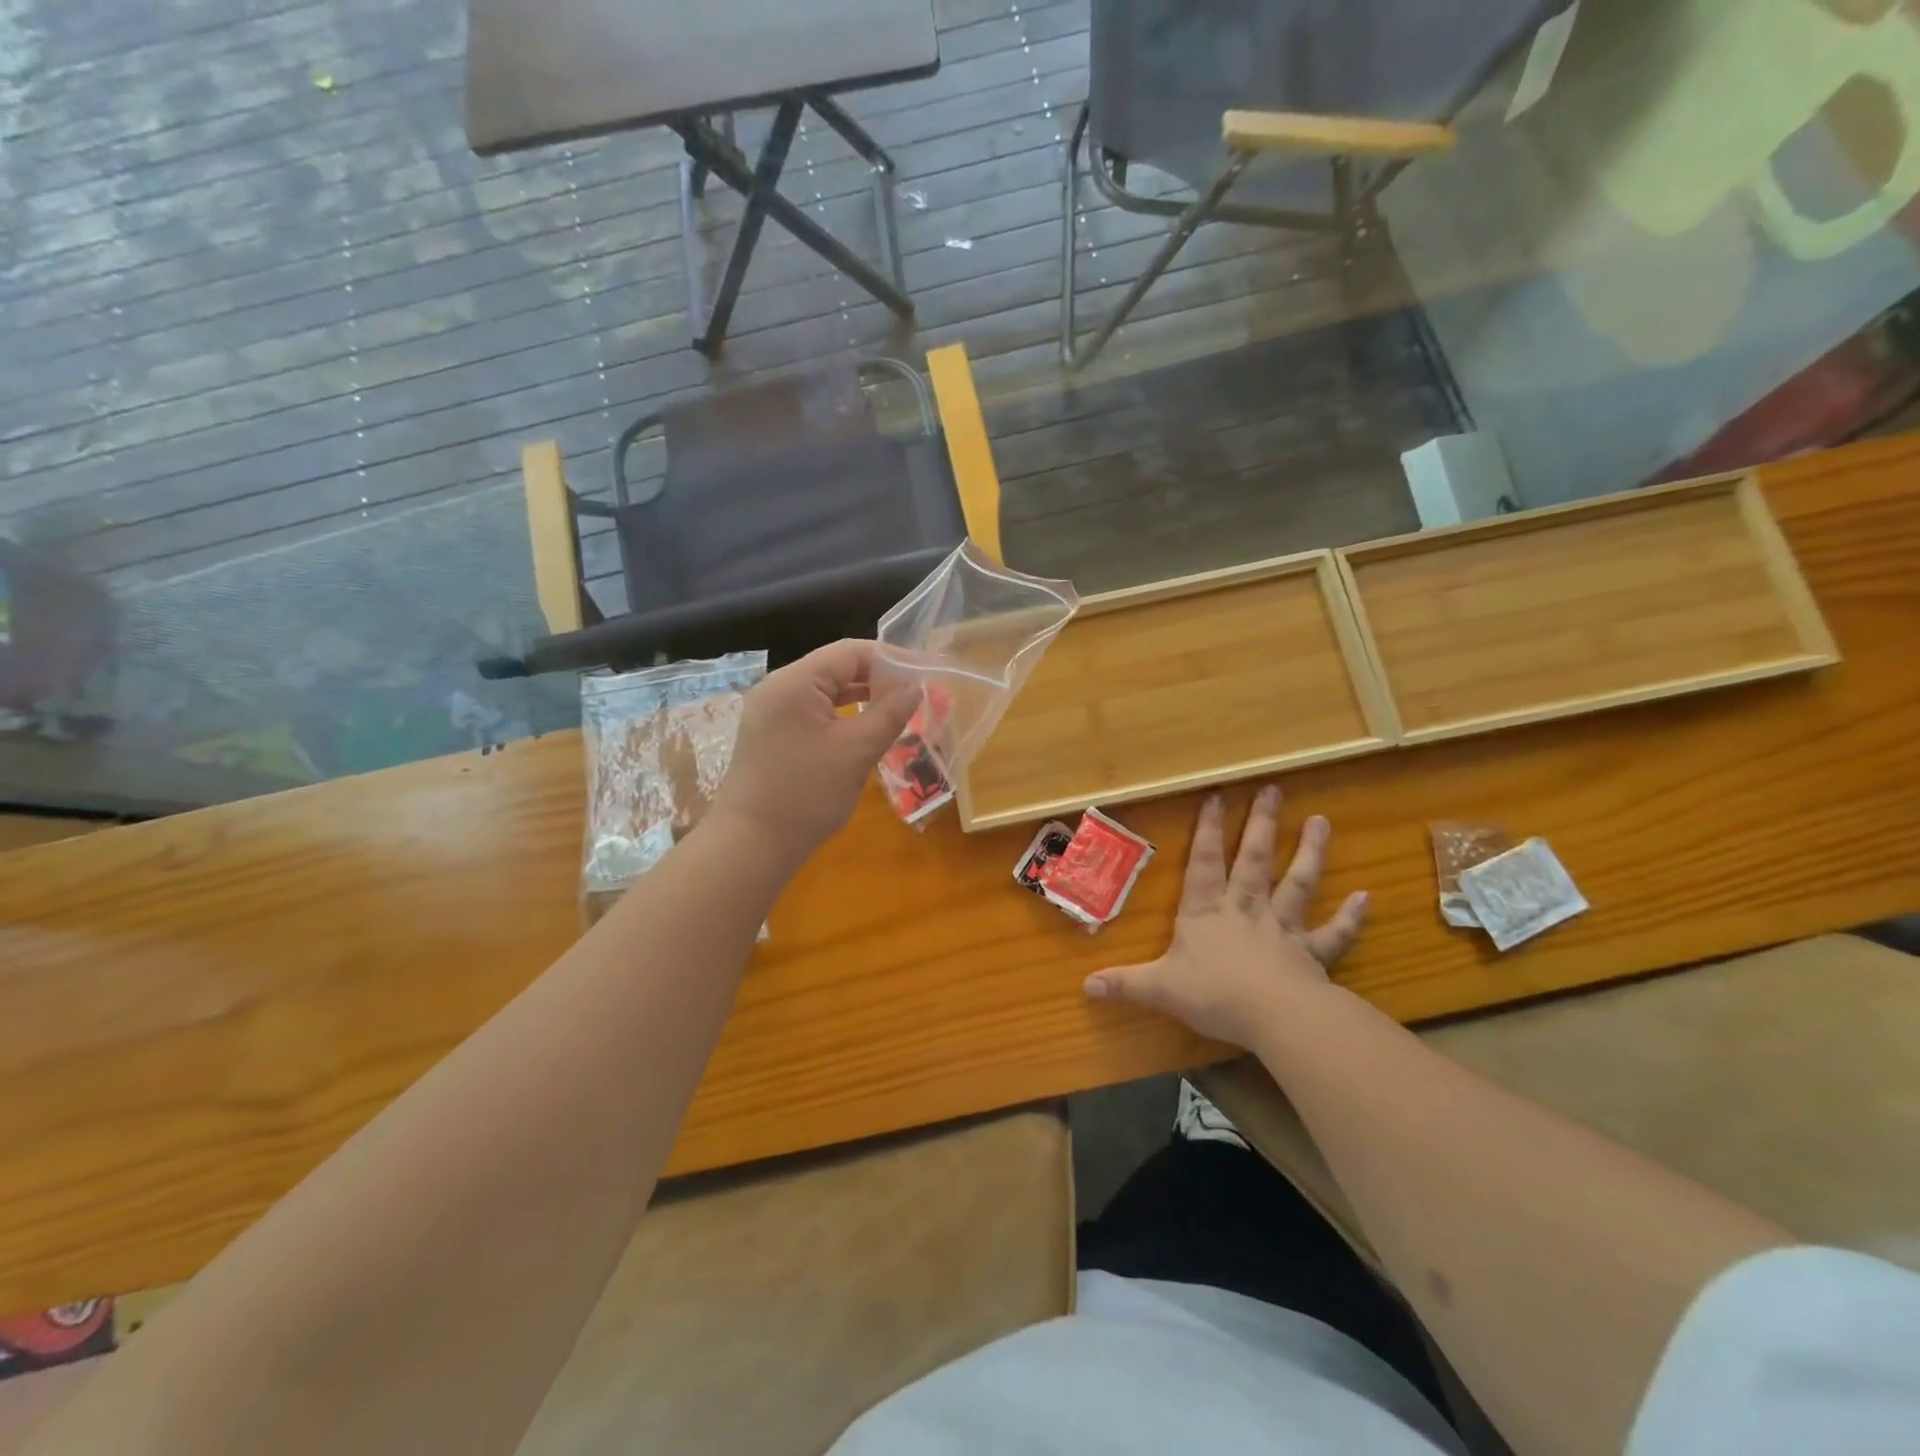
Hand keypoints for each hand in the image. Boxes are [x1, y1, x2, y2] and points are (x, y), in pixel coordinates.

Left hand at [708, 640, 918, 865]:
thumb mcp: (856, 751)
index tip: (924, 673)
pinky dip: (841, 715)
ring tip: (898, 709)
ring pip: (824, 691)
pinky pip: (812, 712)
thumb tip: (916, 689)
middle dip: (878, 678)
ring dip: (861, 697)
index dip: (891, 659)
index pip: (850, 652)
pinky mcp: (770, 734)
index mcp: (795, 681)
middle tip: (917, 693)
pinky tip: (865, 727)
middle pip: (836, 668)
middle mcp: (778, 687)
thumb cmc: (806, 794)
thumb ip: (889, 714)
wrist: (750, 845)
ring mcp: (770, 711)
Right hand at [1082, 785, 1367, 1047]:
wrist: (1274, 1016)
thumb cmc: (1214, 994)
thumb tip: (1086, 986)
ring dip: (1310, 853)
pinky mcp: (1311, 955)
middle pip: (1254, 860)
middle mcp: (1246, 910)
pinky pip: (1333, 934)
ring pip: (1297, 884)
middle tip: (1274, 790)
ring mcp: (1282, 930)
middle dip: (1261, 825)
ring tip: (1321, 821)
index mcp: (1207, 913)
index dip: (1209, 830)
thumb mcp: (1160, 989)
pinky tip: (1366, 897)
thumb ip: (1126, 984)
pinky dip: (1350, 917)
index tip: (1218, 796)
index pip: (1205, 863)